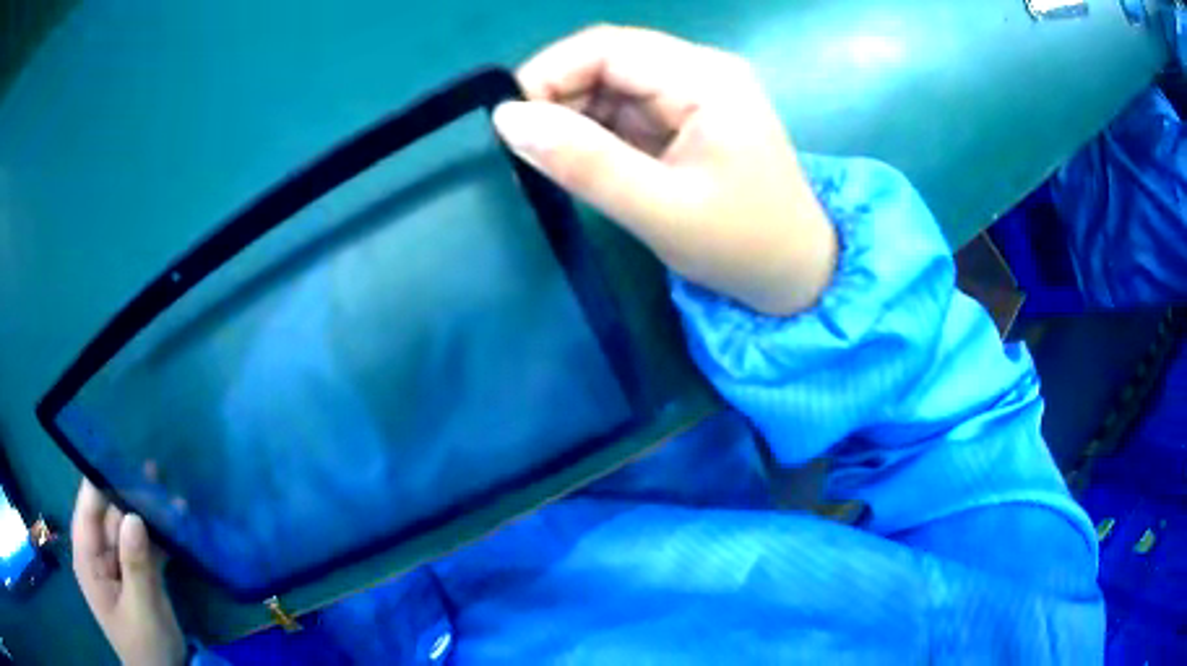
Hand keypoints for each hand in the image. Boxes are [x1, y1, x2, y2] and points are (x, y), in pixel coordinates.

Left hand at [72, 480, 185, 665]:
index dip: (100, 479)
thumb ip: (135, 565)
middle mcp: (98, 554)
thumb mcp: (142, 611)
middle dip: (129, 492)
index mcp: (88, 559)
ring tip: (169, 490)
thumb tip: (133, 515)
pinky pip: (144, 546)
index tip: (120, 452)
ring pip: (128, 528)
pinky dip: (159, 536)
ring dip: (148, 513)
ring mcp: (117, 564)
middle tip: (154, 467)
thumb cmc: (146, 647)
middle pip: (109, 514)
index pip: (89, 509)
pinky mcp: (135, 574)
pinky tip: (177, 522)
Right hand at [493, 25, 836, 315]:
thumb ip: (584, 162)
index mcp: (705, 79)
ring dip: (575, 115)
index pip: (607, 47)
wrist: (795, 274)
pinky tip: (587, 162)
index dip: (549, 73)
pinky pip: (626, 106)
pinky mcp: (688, 114)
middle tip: (530, 151)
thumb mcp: (659, 210)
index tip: (511, 124)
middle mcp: (701, 70)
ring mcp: (696, 90)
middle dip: (559, 97)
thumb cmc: (741, 246)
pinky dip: (596, 130)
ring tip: (557, 162)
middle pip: (608, 58)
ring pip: (611, 82)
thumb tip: (507, 119)